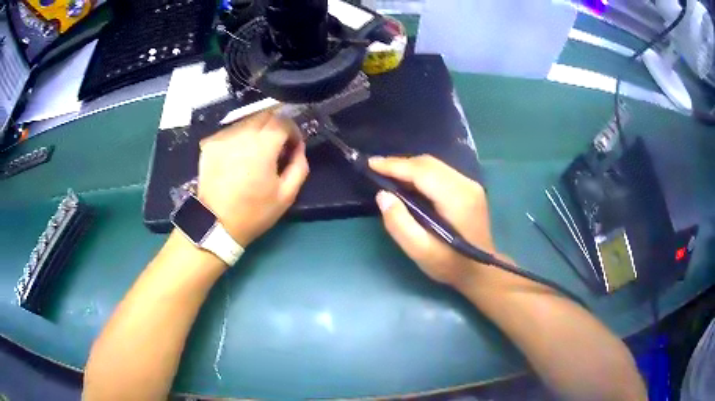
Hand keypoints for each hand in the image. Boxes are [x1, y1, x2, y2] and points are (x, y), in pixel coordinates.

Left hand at [197, 111, 308, 246]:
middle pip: (265, 115)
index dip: (293, 130)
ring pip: (247, 121)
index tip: (293, 145)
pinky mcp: (210, 144)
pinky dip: (240, 137)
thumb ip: (299, 166)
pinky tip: (239, 156)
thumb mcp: (286, 195)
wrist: (215, 224)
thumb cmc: (253, 212)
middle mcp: (241, 134)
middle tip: (277, 146)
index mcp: (262, 146)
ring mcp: (222, 137)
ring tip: (257, 153)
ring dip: (258, 131)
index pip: (283, 120)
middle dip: (276, 126)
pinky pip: (231, 131)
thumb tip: (298, 147)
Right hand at [369, 155, 495, 287]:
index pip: (422, 171)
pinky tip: (408, 182)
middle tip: (375, 169)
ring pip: (434, 165)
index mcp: (456, 198)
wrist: (480, 271)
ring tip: (387, 174)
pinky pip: (440, 172)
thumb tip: (383, 195)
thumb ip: (399, 223)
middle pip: (428, 163)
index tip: (370, 164)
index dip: (395, 165)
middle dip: (400, 163)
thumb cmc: (450, 264)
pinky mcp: (469, 188)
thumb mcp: (420, 251)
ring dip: (409, 167)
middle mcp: (466, 184)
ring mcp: (470, 184)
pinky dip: (420, 173)